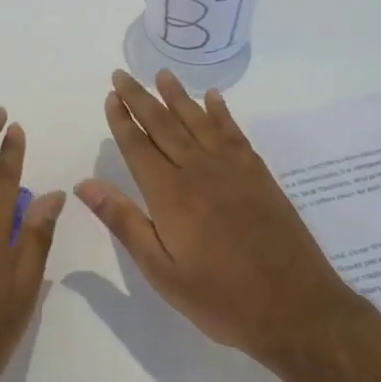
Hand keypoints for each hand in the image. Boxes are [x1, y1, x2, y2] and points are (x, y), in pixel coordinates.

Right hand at [76, 71, 358, 363]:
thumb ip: (124, 222)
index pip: (138, 147)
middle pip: (164, 125)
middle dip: (140, 99)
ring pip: (198, 121)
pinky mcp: (259, 175)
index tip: (109, 96)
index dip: (122, 120)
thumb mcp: (161, 270)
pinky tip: (213, 99)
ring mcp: (233, 169)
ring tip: (161, 74)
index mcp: (171, 194)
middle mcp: (199, 170)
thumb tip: (85, 184)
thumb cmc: (220, 298)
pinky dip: (221, 113)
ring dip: (177, 96)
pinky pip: (234, 133)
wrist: (295, 307)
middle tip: (123, 74)